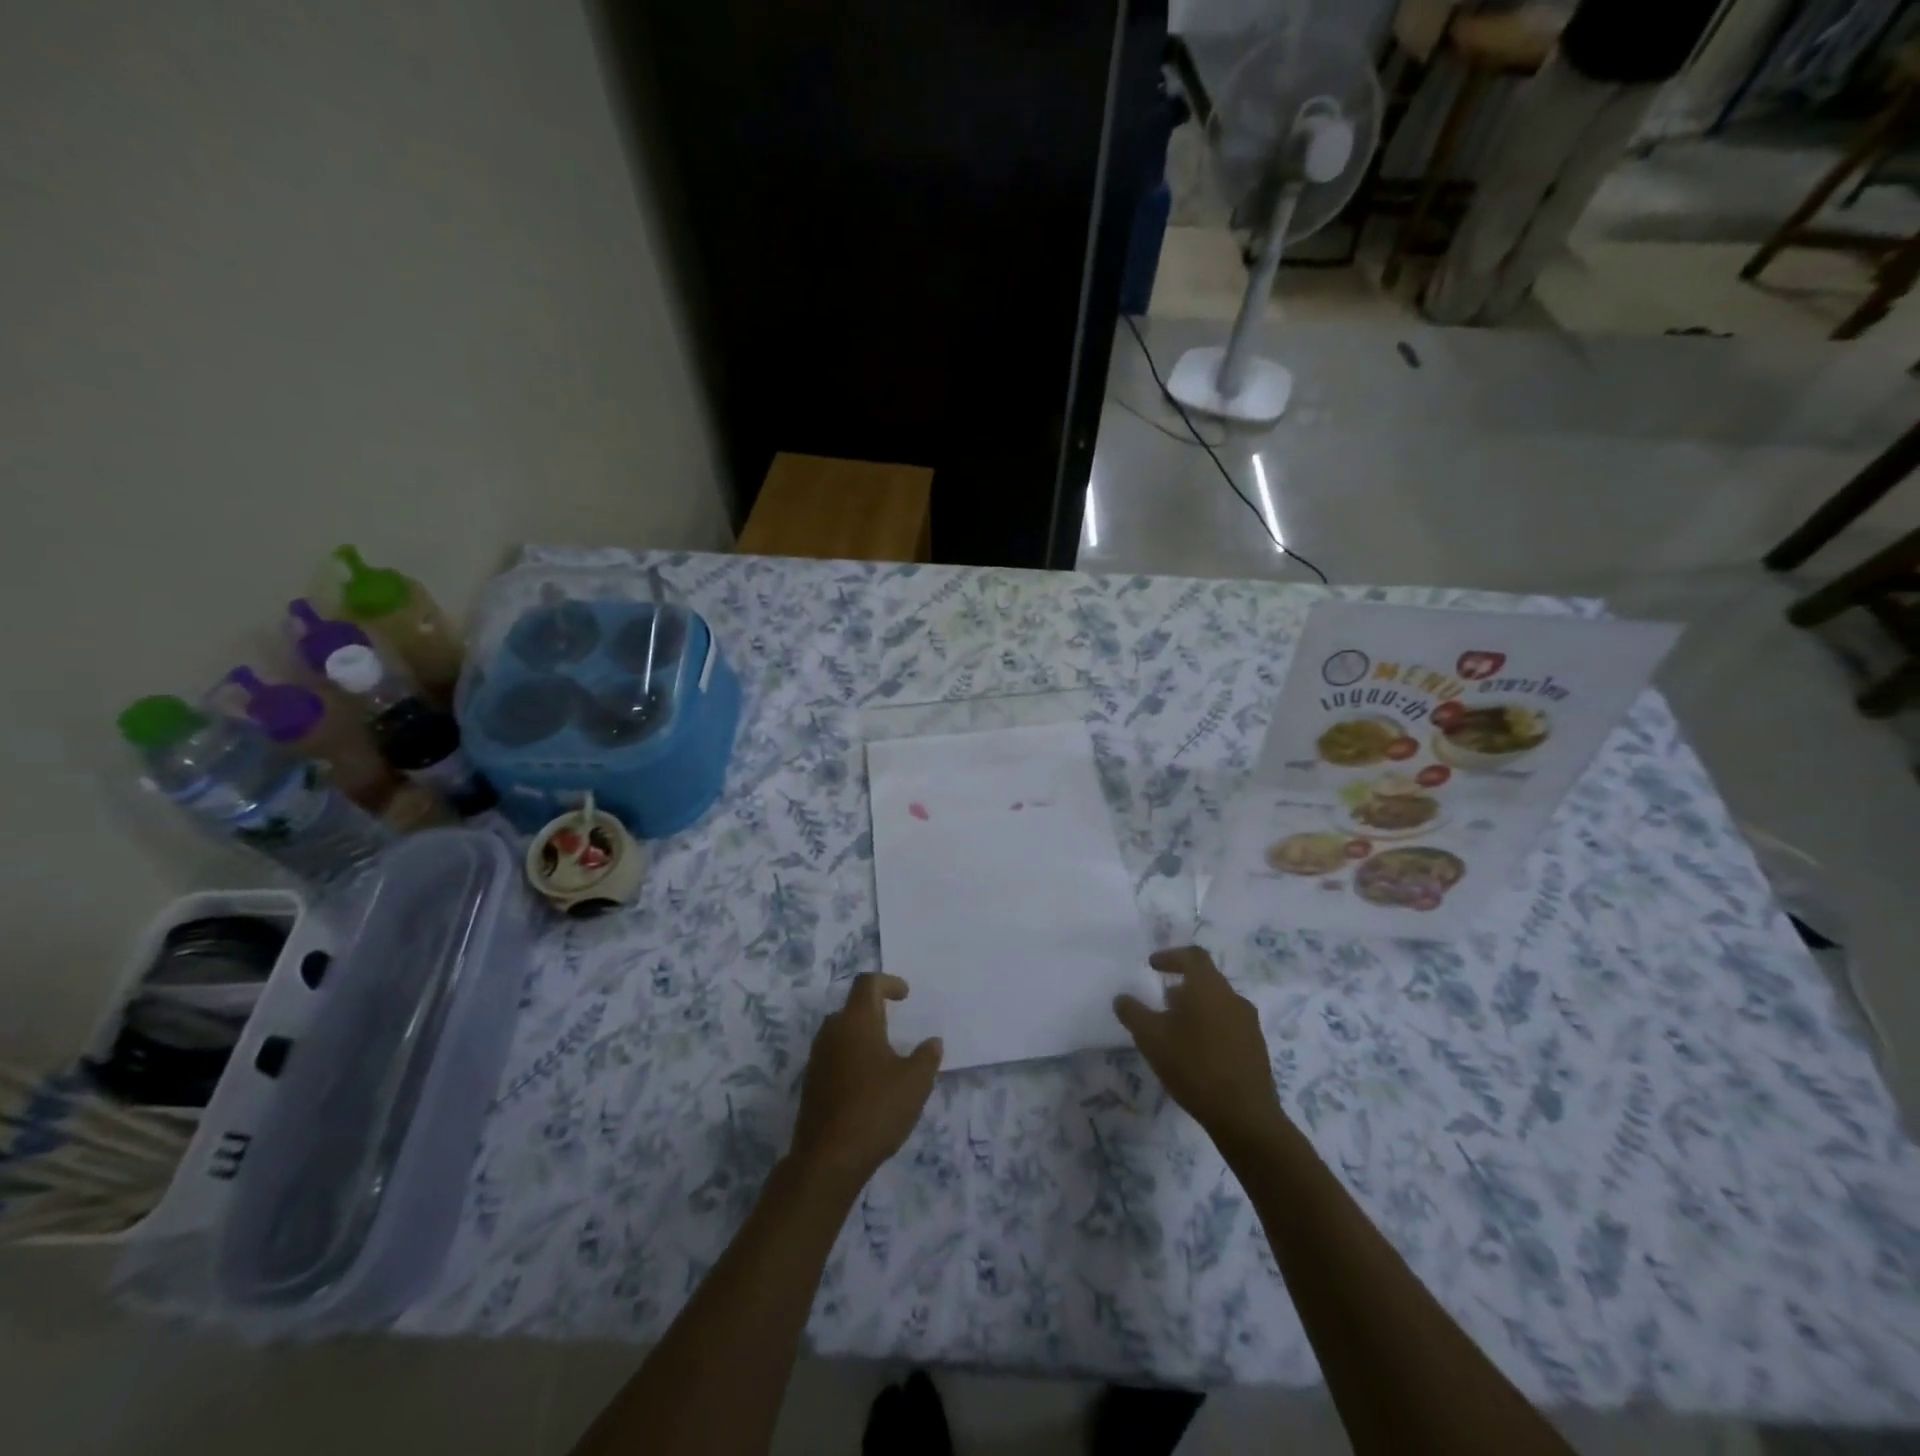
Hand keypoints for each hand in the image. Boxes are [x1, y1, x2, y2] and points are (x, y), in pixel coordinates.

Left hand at [790, 973, 942, 1194]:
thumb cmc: (876, 1110)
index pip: (867, 983)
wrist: (828, 1159)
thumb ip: (927, 1057)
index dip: (888, 982)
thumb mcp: (915, 1082)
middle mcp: (832, 1032)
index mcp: (857, 1022)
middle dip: (874, 1009)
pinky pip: (833, 1056)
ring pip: (840, 1032)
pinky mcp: (811, 1084)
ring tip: (885, 1055)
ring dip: (861, 1035)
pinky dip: (851, 1057)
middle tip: (895, 1023)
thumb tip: (932, 1042)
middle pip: (851, 1007)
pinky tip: (868, 1082)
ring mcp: (817, 1058)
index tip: (905, 995)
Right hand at [1115, 946, 1286, 1152]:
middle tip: (1162, 1001)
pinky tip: (1197, 1052)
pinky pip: (1229, 1025)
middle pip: (1207, 979)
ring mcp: (1249, 1024)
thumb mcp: (1151, 1038)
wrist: (1245, 1116)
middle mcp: (1233, 998)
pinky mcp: (1257, 1048)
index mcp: (1209, 988)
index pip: (1193, 956)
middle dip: (1182, 985)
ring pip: (1219, 1003)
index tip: (1152, 965)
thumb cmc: (1194, 1067)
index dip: (1171, 956)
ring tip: (1177, 1029)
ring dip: (1197, 1008)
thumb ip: (1133, 1013)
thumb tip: (1122, 998)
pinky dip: (1210, 1027)